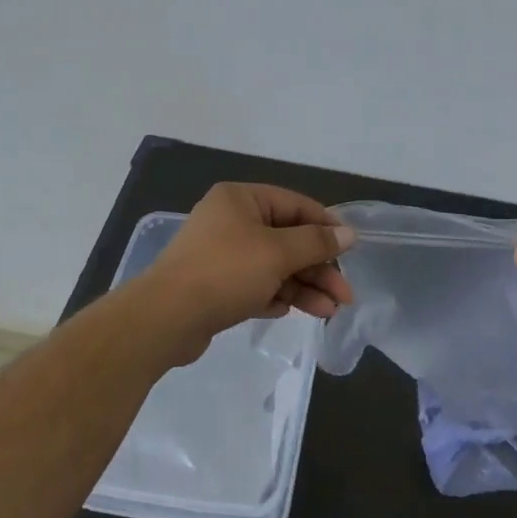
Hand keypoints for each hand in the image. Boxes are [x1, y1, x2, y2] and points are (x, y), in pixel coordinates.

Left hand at [135, 183, 354, 364]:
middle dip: (318, 268)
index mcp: (241, 199)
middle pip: (288, 240)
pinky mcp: (216, 286)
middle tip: (344, 295)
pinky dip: (275, 296)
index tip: (351, 250)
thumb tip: (349, 233)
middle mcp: (231, 221)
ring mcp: (222, 255)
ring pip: (274, 266)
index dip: (326, 227)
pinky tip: (287, 311)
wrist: (165, 318)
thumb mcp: (278, 253)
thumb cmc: (225, 272)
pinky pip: (255, 285)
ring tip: (328, 312)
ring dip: (303, 287)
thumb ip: (316, 242)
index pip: (296, 205)